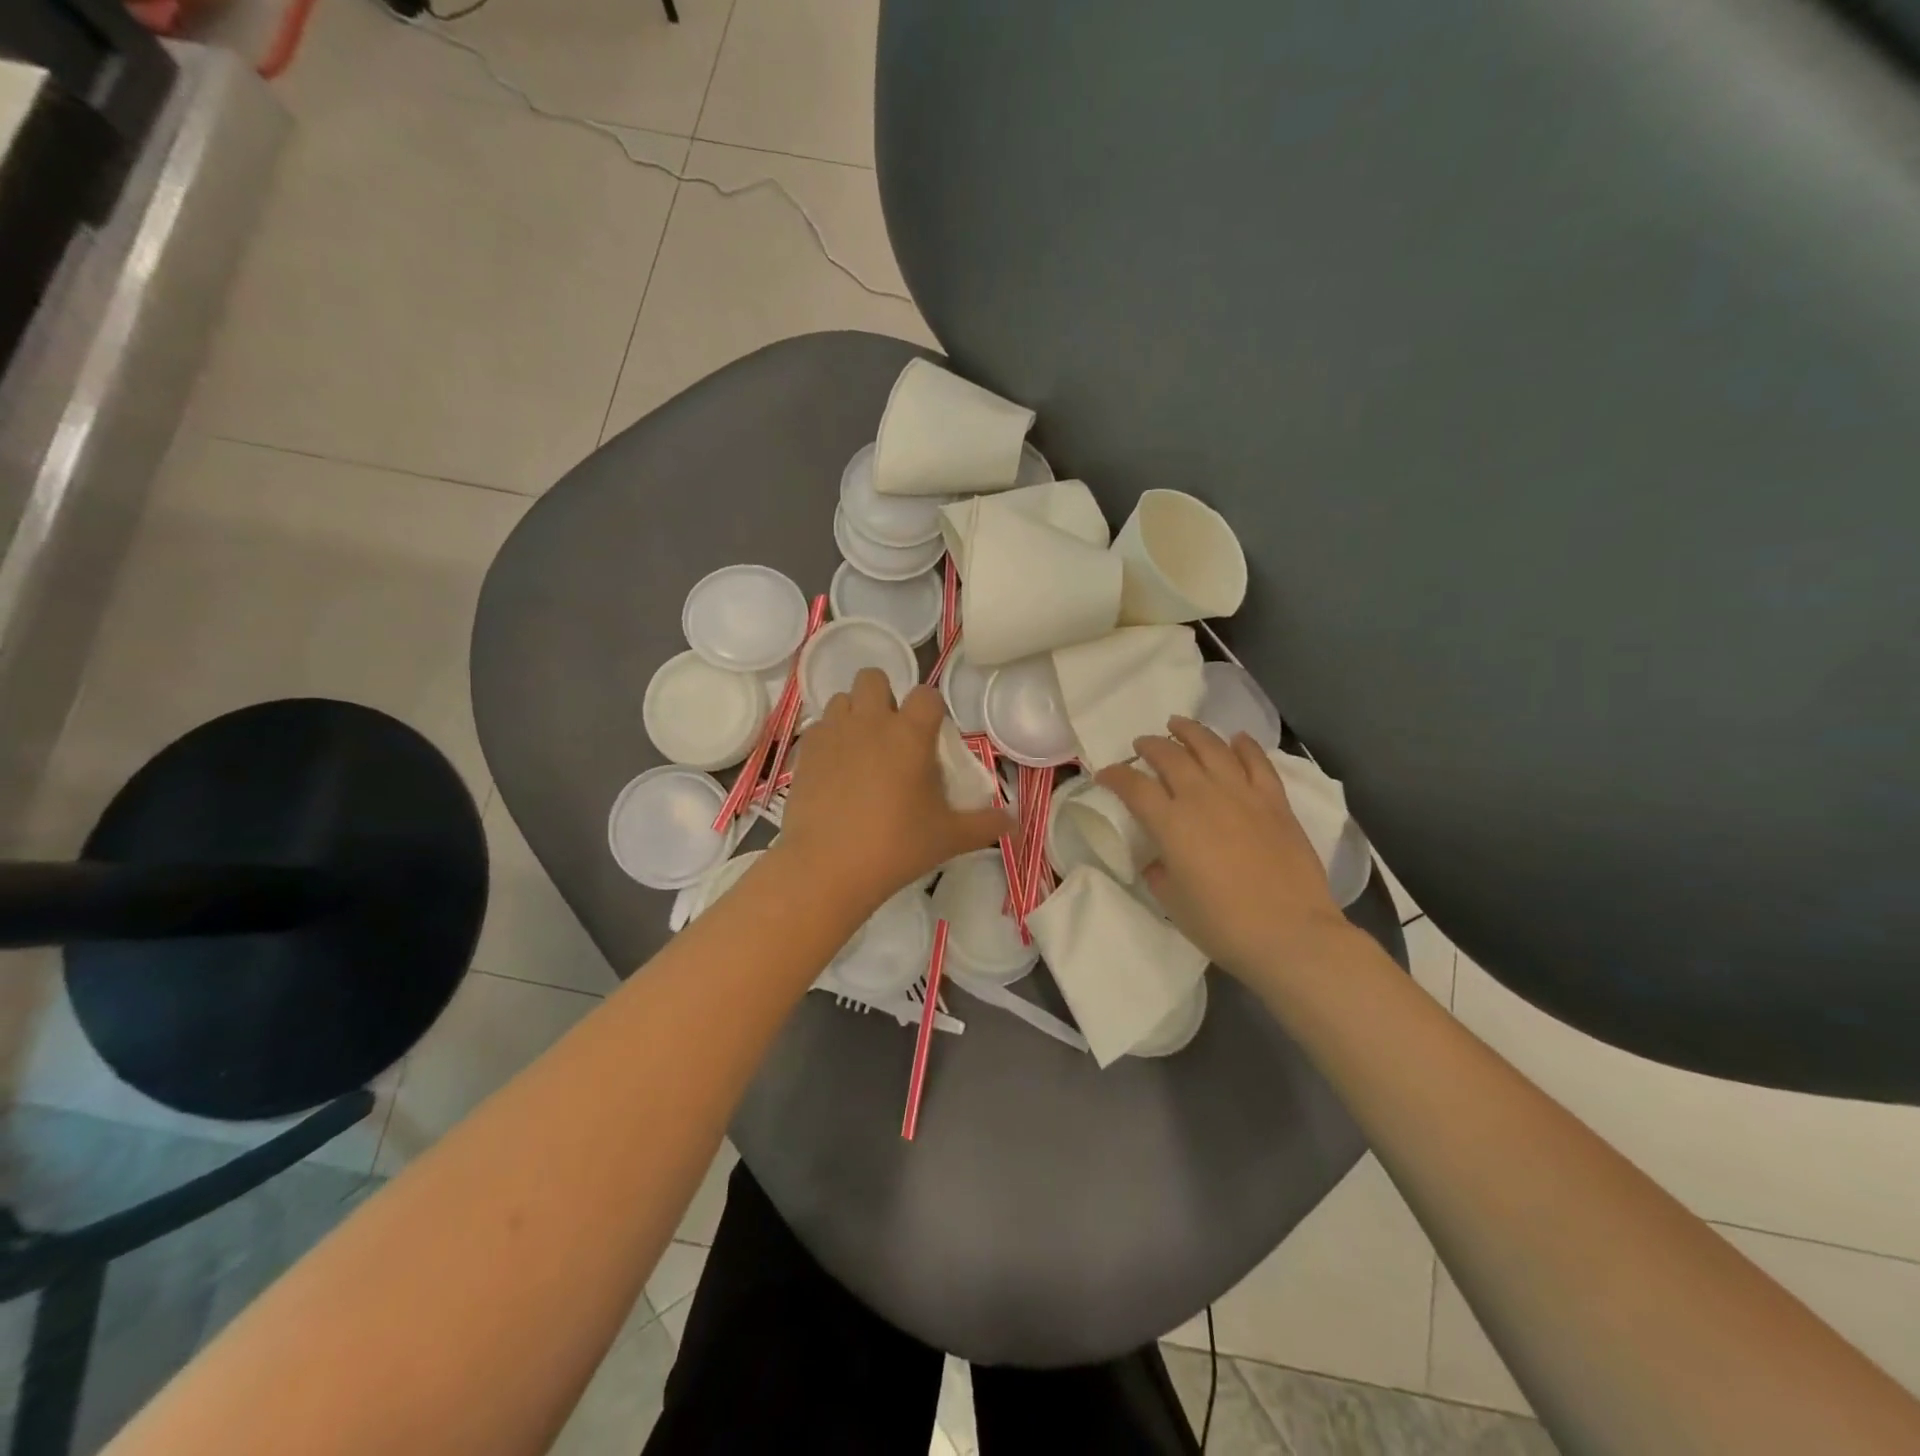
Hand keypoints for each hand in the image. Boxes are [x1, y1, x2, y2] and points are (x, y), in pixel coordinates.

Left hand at [777, 670, 1010, 917]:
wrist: (826, 867)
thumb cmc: (896, 846)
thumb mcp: (948, 838)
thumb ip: (985, 825)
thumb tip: (1015, 822)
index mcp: (910, 733)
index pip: (927, 695)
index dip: (932, 709)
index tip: (932, 736)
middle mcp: (870, 721)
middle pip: (874, 678)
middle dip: (885, 696)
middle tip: (892, 735)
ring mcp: (833, 733)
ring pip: (842, 699)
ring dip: (854, 714)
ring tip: (861, 749)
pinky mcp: (805, 752)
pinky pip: (819, 728)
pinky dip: (829, 739)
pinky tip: (835, 770)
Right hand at [1096, 718, 1354, 980]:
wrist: (1290, 933)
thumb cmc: (1222, 924)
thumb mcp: (1173, 901)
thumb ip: (1159, 872)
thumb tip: (1159, 859)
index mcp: (1170, 823)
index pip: (1133, 786)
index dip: (1114, 776)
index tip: (1104, 775)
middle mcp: (1203, 797)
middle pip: (1170, 756)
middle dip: (1150, 746)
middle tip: (1141, 745)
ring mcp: (1242, 794)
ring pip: (1212, 747)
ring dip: (1191, 731)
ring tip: (1178, 724)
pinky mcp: (1275, 802)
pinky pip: (1257, 762)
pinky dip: (1244, 745)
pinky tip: (1236, 738)